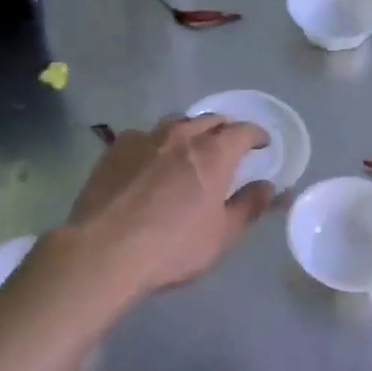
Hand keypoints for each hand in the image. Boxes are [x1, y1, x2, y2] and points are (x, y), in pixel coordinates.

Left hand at [66, 115, 272, 297]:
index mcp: (213, 153)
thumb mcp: (222, 235)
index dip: (256, 135)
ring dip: (190, 131)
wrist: (103, 251)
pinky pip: (144, 136)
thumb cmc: (172, 246)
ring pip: (175, 123)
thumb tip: (267, 186)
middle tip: (229, 145)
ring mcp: (145, 138)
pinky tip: (150, 161)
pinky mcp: (115, 149)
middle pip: (210, 120)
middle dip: (224, 129)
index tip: (262, 143)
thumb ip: (249, 206)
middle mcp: (181, 136)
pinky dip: (156, 143)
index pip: (242, 131)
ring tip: (190, 147)